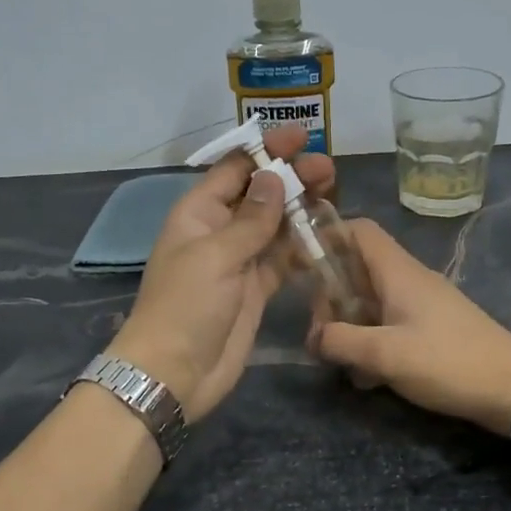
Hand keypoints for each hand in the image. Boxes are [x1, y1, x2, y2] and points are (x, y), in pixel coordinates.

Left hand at [108, 127, 334, 418]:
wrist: (175, 373)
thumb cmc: (186, 306)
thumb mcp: (216, 255)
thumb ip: (251, 219)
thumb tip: (274, 177)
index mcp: (198, 213)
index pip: (235, 169)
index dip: (267, 150)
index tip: (302, 137)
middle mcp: (219, 231)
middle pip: (259, 194)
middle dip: (291, 178)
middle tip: (329, 169)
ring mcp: (239, 261)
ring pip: (275, 225)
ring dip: (301, 209)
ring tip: (334, 195)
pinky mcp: (256, 289)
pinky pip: (282, 259)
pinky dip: (302, 247)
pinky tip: (327, 236)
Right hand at [309, 219, 510, 435]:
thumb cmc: (448, 363)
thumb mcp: (385, 354)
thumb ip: (341, 341)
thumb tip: (315, 337)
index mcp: (398, 272)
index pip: (358, 230)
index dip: (327, 237)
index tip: (301, 266)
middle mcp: (409, 280)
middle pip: (358, 270)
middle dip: (331, 298)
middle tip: (321, 336)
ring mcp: (423, 306)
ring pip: (372, 302)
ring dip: (350, 326)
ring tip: (339, 360)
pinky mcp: (432, 330)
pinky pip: (390, 326)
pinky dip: (373, 343)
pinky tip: (368, 377)